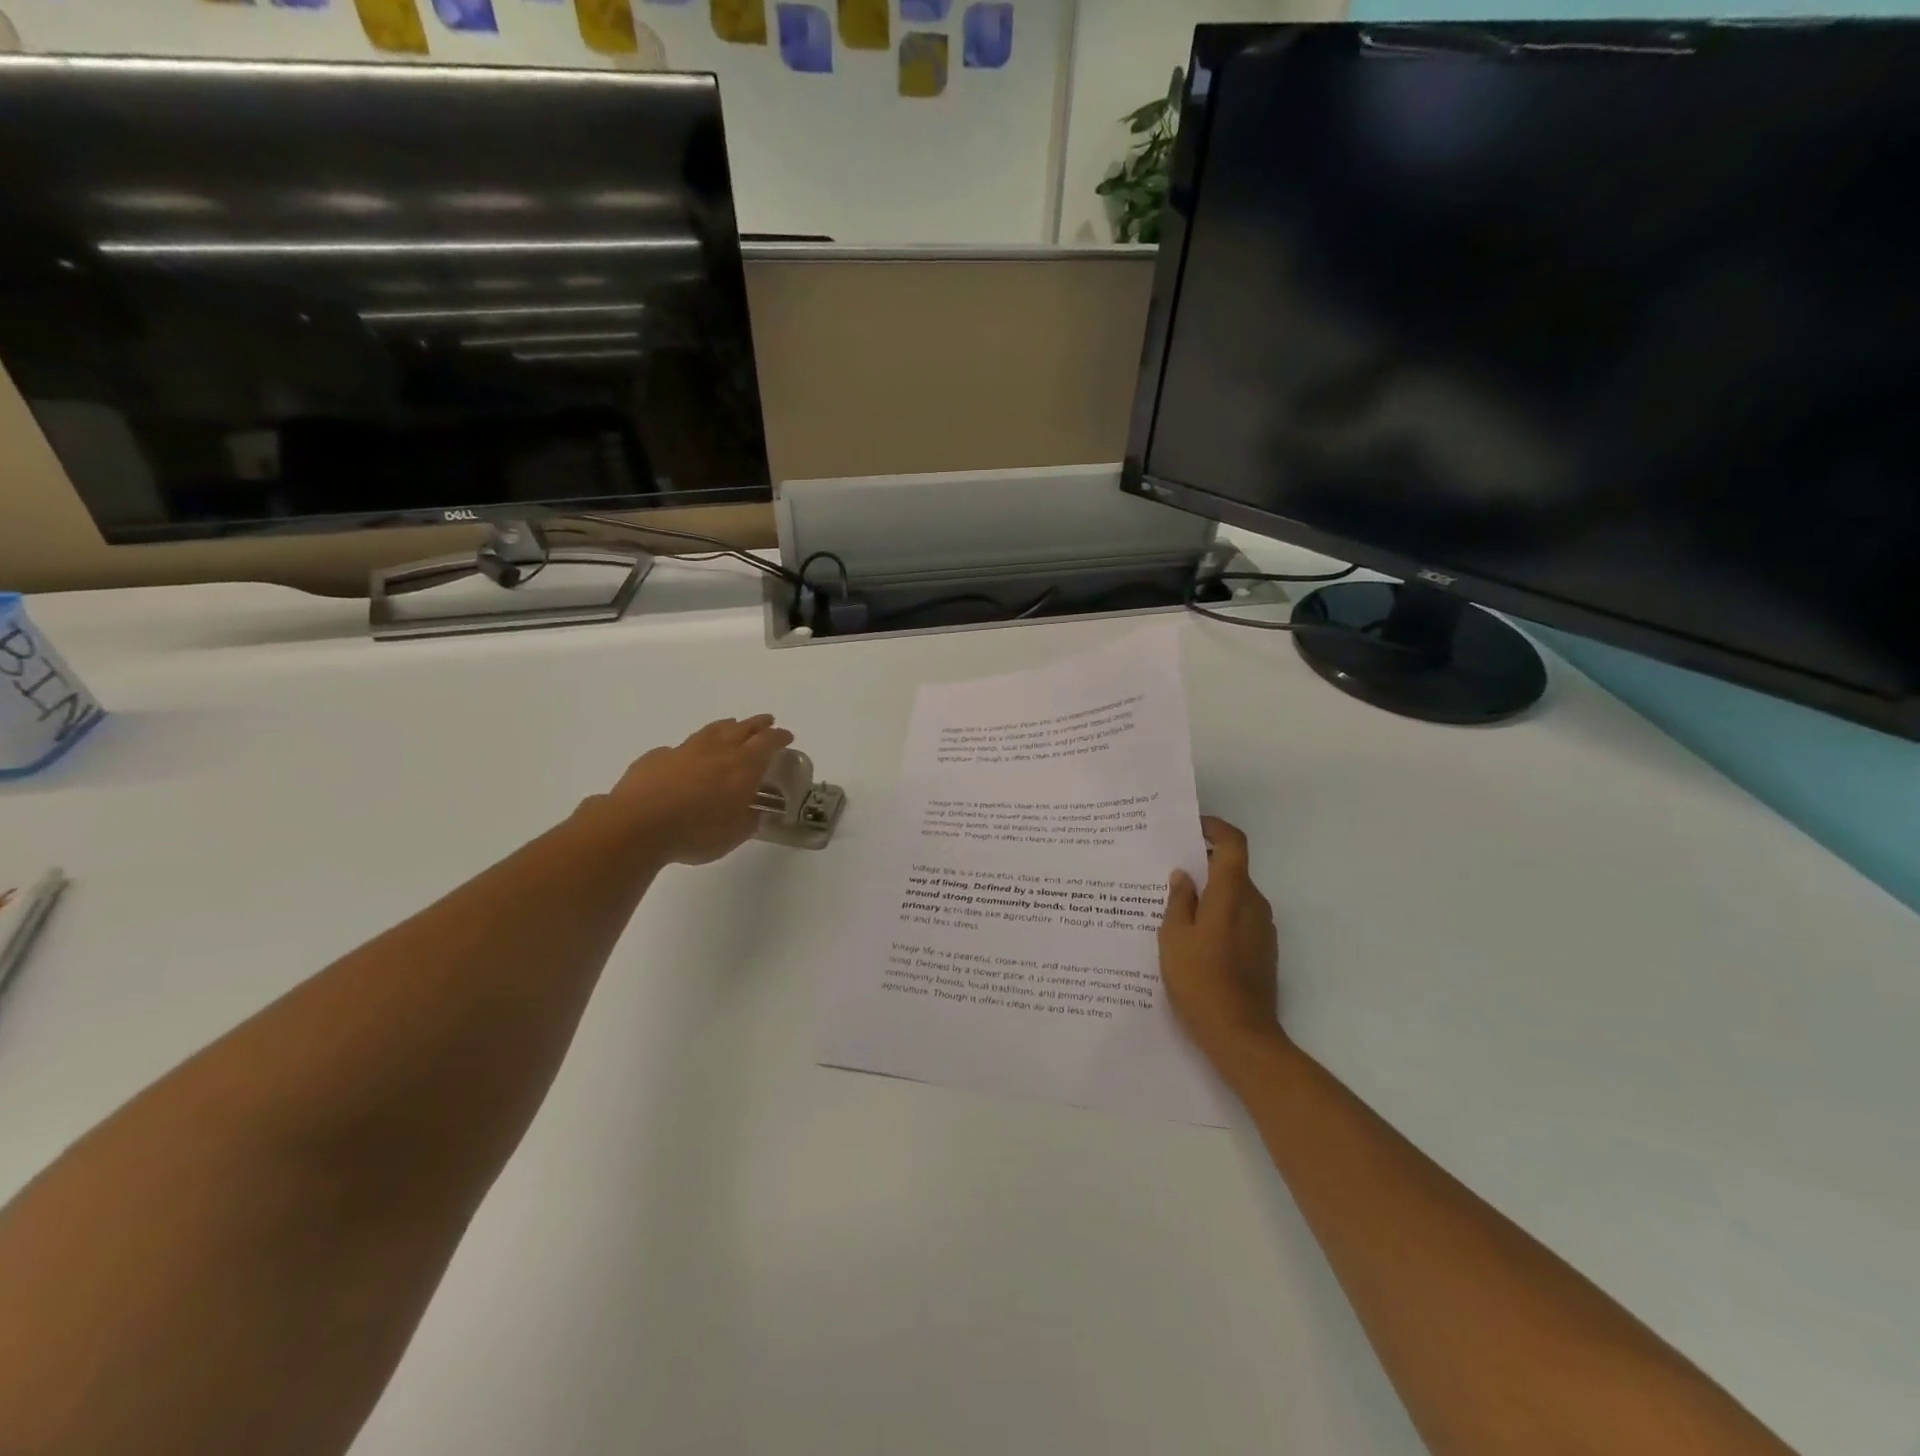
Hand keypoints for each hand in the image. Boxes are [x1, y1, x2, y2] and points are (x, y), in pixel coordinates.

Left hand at [606, 715, 794, 865]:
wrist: (638, 824)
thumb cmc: (697, 831)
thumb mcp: (734, 834)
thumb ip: (748, 820)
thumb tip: (754, 813)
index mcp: (744, 766)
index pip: (769, 743)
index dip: (780, 737)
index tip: (787, 736)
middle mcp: (718, 750)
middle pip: (743, 728)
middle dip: (758, 724)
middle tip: (767, 722)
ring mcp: (685, 750)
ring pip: (712, 730)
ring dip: (727, 727)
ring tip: (732, 726)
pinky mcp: (657, 758)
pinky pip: (680, 748)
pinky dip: (691, 749)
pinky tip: (688, 757)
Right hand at [1158, 817, 1283, 1067]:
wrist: (1241, 1034)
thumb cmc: (1200, 980)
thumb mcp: (1174, 937)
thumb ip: (1179, 900)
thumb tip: (1184, 875)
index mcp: (1231, 894)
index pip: (1233, 844)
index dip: (1215, 828)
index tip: (1192, 827)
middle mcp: (1254, 904)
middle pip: (1232, 870)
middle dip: (1204, 865)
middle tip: (1169, 872)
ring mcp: (1263, 929)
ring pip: (1235, 896)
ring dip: (1211, 893)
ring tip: (1176, 907)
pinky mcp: (1264, 951)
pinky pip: (1240, 918)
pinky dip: (1220, 915)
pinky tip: (1195, 937)